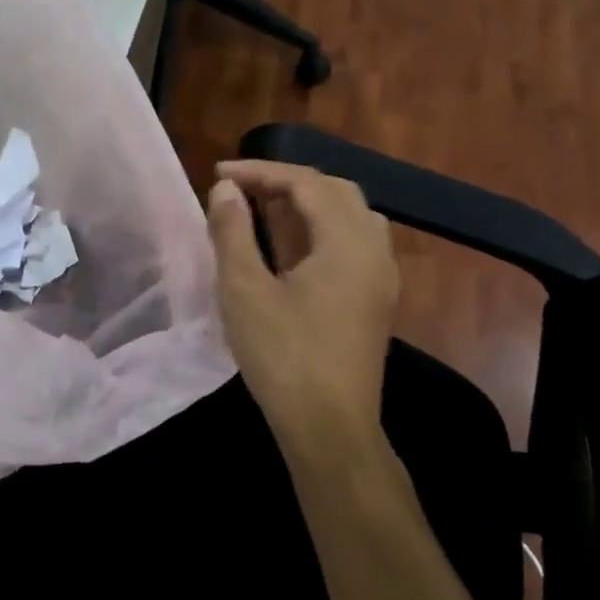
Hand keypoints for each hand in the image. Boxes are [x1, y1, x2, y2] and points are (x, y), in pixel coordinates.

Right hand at [206, 160, 399, 450]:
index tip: (219, 173)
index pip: (307, 182)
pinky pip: (352, 243)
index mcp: (347, 243)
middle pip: (336, 192)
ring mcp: (380, 278)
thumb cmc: (283, 356)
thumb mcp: (244, 289)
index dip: (261, 171)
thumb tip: (226, 189)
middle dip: (286, 181)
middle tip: (241, 189)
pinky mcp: (374, 301)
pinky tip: (288, 247)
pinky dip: (319, 229)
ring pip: (349, 216)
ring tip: (264, 210)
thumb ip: (233, 231)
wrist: (329, 428)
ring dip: (307, 203)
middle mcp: (374, 251)